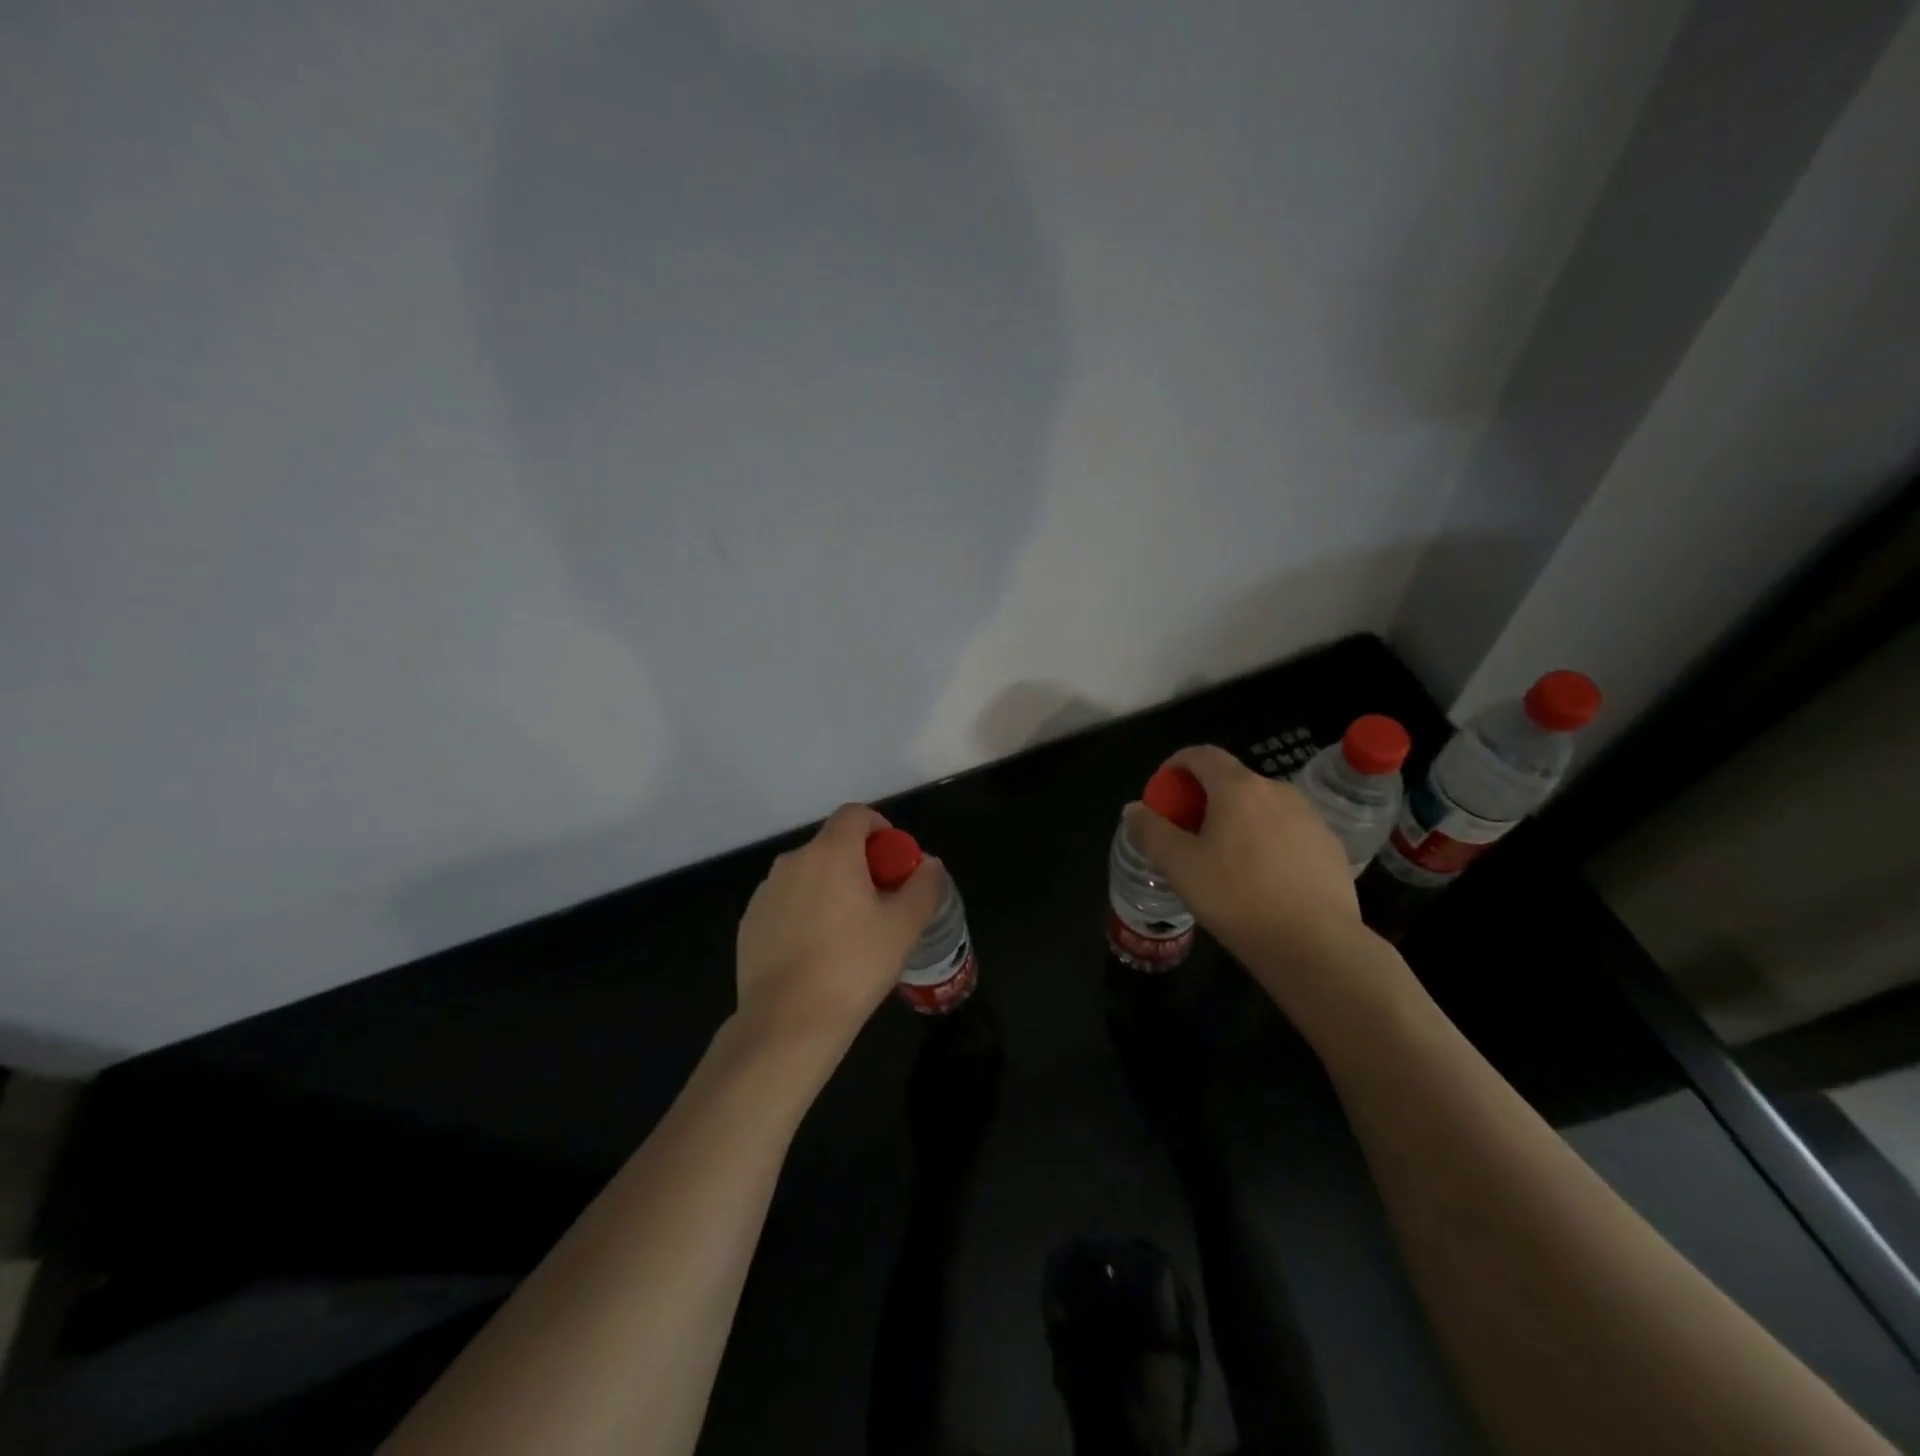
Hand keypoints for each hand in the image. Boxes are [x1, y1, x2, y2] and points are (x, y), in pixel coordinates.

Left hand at [735, 803, 944, 1055]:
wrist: (787, 1023)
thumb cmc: (853, 967)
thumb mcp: (904, 927)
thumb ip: (923, 886)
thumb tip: (929, 864)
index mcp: (831, 853)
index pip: (855, 814)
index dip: (880, 827)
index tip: (893, 861)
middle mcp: (793, 862)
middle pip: (832, 845)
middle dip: (859, 863)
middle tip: (880, 903)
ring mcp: (765, 892)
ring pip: (808, 875)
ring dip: (830, 888)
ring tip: (848, 933)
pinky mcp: (749, 922)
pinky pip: (786, 903)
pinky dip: (804, 912)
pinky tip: (816, 953)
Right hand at [1121, 746, 1369, 1003]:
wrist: (1316, 945)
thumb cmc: (1237, 898)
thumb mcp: (1179, 867)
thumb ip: (1151, 831)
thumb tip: (1134, 809)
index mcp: (1237, 788)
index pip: (1201, 754)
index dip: (1176, 765)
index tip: (1163, 792)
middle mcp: (1277, 790)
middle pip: (1231, 780)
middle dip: (1203, 798)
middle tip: (1187, 833)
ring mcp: (1309, 816)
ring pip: (1261, 806)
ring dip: (1236, 819)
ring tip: (1223, 858)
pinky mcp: (1329, 845)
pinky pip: (1286, 830)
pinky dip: (1265, 839)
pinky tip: (1260, 877)